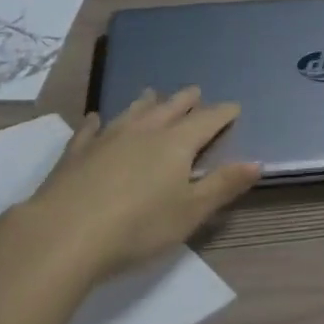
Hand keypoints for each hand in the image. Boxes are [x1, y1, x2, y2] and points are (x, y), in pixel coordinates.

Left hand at [25, 87, 260, 278]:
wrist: (66, 233)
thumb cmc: (139, 227)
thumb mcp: (191, 212)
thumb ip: (223, 185)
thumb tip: (257, 162)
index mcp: (176, 144)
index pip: (206, 121)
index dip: (222, 114)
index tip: (234, 107)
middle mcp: (144, 131)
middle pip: (169, 109)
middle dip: (185, 101)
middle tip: (195, 91)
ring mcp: (107, 137)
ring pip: (132, 112)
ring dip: (146, 103)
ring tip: (152, 94)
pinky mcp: (77, 151)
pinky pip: (91, 129)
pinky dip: (97, 122)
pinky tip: (96, 118)